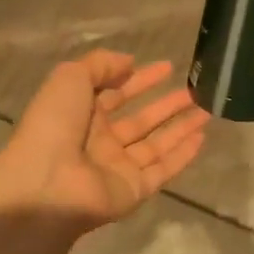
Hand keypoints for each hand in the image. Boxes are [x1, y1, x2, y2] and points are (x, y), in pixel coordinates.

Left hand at [3, 51, 209, 229]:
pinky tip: (202, 137)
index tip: (167, 67)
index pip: (116, 92)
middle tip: (194, 90)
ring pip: (155, 144)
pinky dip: (182, 155)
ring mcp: (117, 168)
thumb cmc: (54, 125)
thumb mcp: (70, 77)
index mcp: (81, 113)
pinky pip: (162, 169)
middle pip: (140, 120)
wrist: (46, 184)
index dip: (140, 79)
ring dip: (180, 127)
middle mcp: (100, 141)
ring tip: (207, 110)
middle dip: (166, 104)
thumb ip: (100, 64)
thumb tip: (129, 62)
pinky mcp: (134, 190)